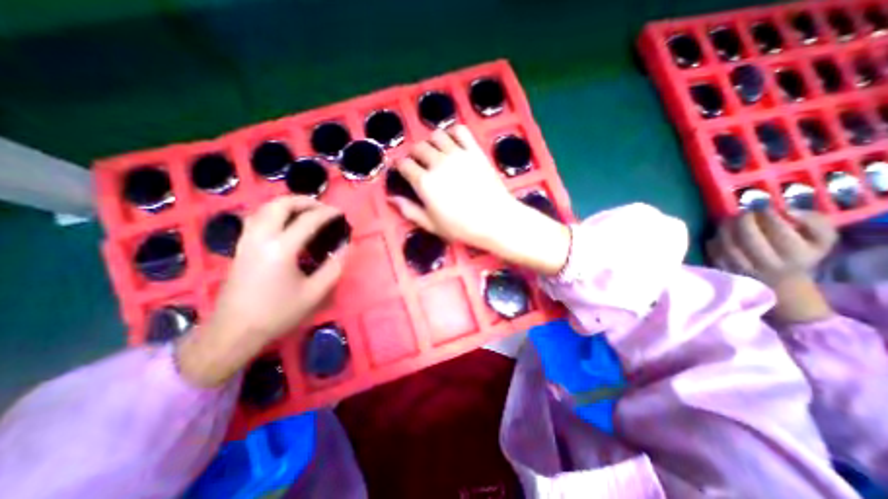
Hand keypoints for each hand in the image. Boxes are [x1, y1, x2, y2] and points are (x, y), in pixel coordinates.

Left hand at [178, 197, 345, 386]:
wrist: (234, 331)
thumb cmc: (278, 313)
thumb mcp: (315, 293)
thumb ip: (334, 266)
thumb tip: (345, 246)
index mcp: (281, 249)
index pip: (308, 220)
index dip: (327, 213)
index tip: (341, 213)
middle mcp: (261, 238)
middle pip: (280, 205)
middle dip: (304, 201)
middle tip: (322, 208)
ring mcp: (246, 240)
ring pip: (265, 208)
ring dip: (287, 204)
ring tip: (306, 211)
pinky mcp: (240, 247)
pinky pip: (257, 218)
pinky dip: (275, 212)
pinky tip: (285, 223)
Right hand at [393, 123, 569, 274]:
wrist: (495, 220)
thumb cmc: (461, 227)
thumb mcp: (431, 224)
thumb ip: (409, 210)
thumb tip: (390, 199)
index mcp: (424, 182)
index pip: (404, 165)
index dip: (400, 166)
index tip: (402, 170)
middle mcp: (437, 163)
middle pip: (418, 147)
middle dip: (414, 154)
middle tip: (419, 163)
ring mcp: (457, 154)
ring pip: (437, 135)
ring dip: (431, 142)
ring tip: (436, 153)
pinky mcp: (474, 151)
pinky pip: (460, 131)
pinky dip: (453, 133)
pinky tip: (453, 143)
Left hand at [709, 207, 841, 320]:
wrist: (781, 285)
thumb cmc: (800, 257)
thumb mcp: (822, 240)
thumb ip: (815, 222)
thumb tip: (788, 210)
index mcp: (796, 255)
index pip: (779, 231)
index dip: (767, 215)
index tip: (763, 208)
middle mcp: (768, 264)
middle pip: (749, 238)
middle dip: (743, 220)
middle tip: (743, 213)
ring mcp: (743, 270)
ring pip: (728, 245)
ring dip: (725, 228)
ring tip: (729, 220)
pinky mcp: (724, 271)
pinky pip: (714, 252)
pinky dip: (714, 240)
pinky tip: (720, 235)